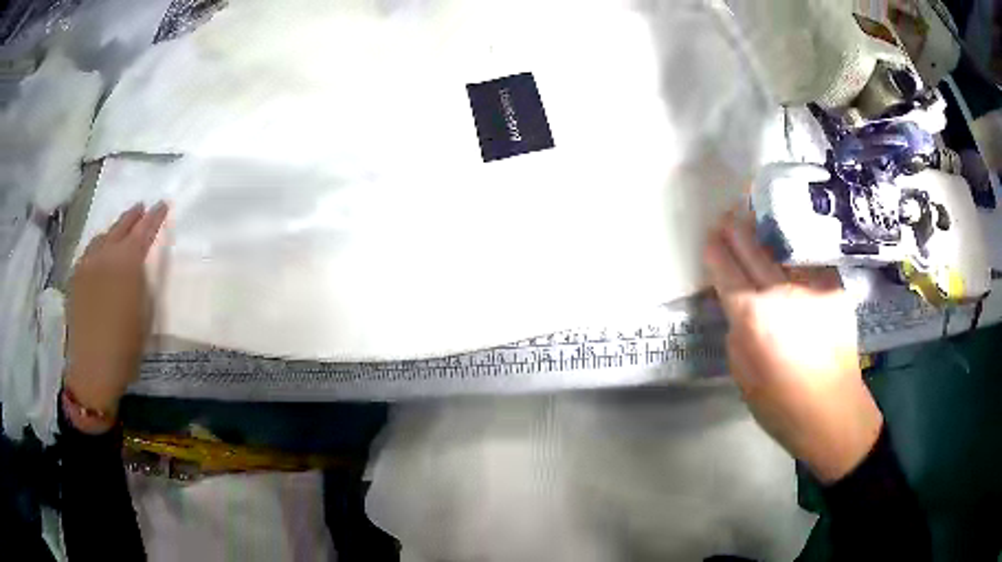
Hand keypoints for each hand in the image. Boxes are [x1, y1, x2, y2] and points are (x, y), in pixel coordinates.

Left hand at [65, 202, 168, 432]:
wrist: (93, 369)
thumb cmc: (125, 347)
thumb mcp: (144, 314)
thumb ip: (141, 282)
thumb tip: (138, 267)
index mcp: (126, 264)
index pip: (143, 231)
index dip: (154, 217)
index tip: (162, 204)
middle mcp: (104, 256)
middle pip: (120, 227)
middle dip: (132, 216)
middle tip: (141, 207)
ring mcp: (86, 265)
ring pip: (102, 237)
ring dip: (113, 230)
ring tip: (120, 229)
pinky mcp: (75, 278)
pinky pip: (89, 253)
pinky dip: (98, 247)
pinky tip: (100, 254)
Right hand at [704, 210, 882, 483]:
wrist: (833, 412)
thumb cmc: (780, 405)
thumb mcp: (742, 374)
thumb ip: (737, 330)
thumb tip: (738, 304)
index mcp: (753, 317)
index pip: (725, 268)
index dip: (714, 250)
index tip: (709, 237)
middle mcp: (782, 290)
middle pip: (752, 246)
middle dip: (735, 228)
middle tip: (727, 214)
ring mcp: (813, 285)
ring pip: (784, 247)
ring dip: (767, 235)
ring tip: (757, 218)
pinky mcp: (835, 287)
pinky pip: (808, 264)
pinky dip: (795, 257)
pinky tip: (791, 254)